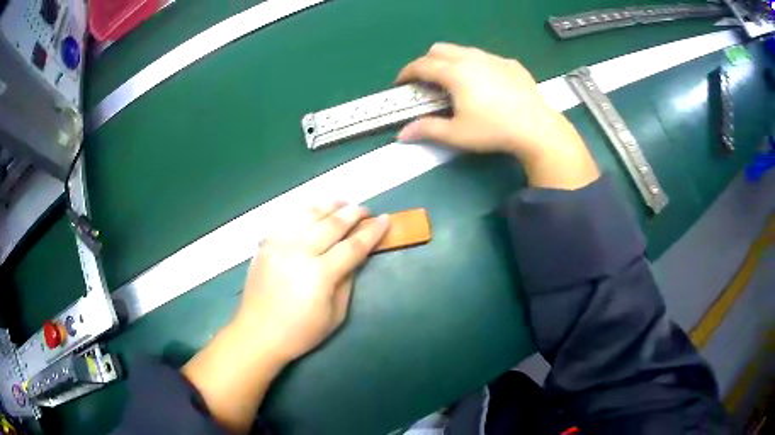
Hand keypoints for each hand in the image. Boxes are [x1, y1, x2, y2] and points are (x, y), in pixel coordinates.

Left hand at [232, 202, 390, 362]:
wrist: (258, 333)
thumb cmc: (300, 332)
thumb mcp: (335, 315)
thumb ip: (347, 281)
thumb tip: (356, 257)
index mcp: (320, 274)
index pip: (353, 246)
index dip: (372, 232)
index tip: (385, 219)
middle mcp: (299, 252)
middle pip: (332, 224)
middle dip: (353, 213)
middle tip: (366, 210)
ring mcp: (279, 244)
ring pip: (309, 214)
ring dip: (329, 206)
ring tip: (343, 204)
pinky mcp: (266, 244)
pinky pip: (289, 219)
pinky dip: (306, 212)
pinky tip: (315, 212)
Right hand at [396, 43, 598, 189]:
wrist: (536, 128)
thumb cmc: (493, 131)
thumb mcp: (457, 134)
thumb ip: (427, 129)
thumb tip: (401, 135)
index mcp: (455, 73)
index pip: (421, 65)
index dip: (406, 73)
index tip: (401, 84)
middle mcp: (471, 58)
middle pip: (439, 49)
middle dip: (426, 62)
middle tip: (427, 82)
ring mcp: (493, 58)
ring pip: (462, 49)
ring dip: (450, 60)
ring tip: (455, 81)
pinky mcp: (510, 63)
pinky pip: (485, 57)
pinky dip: (475, 64)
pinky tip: (484, 83)